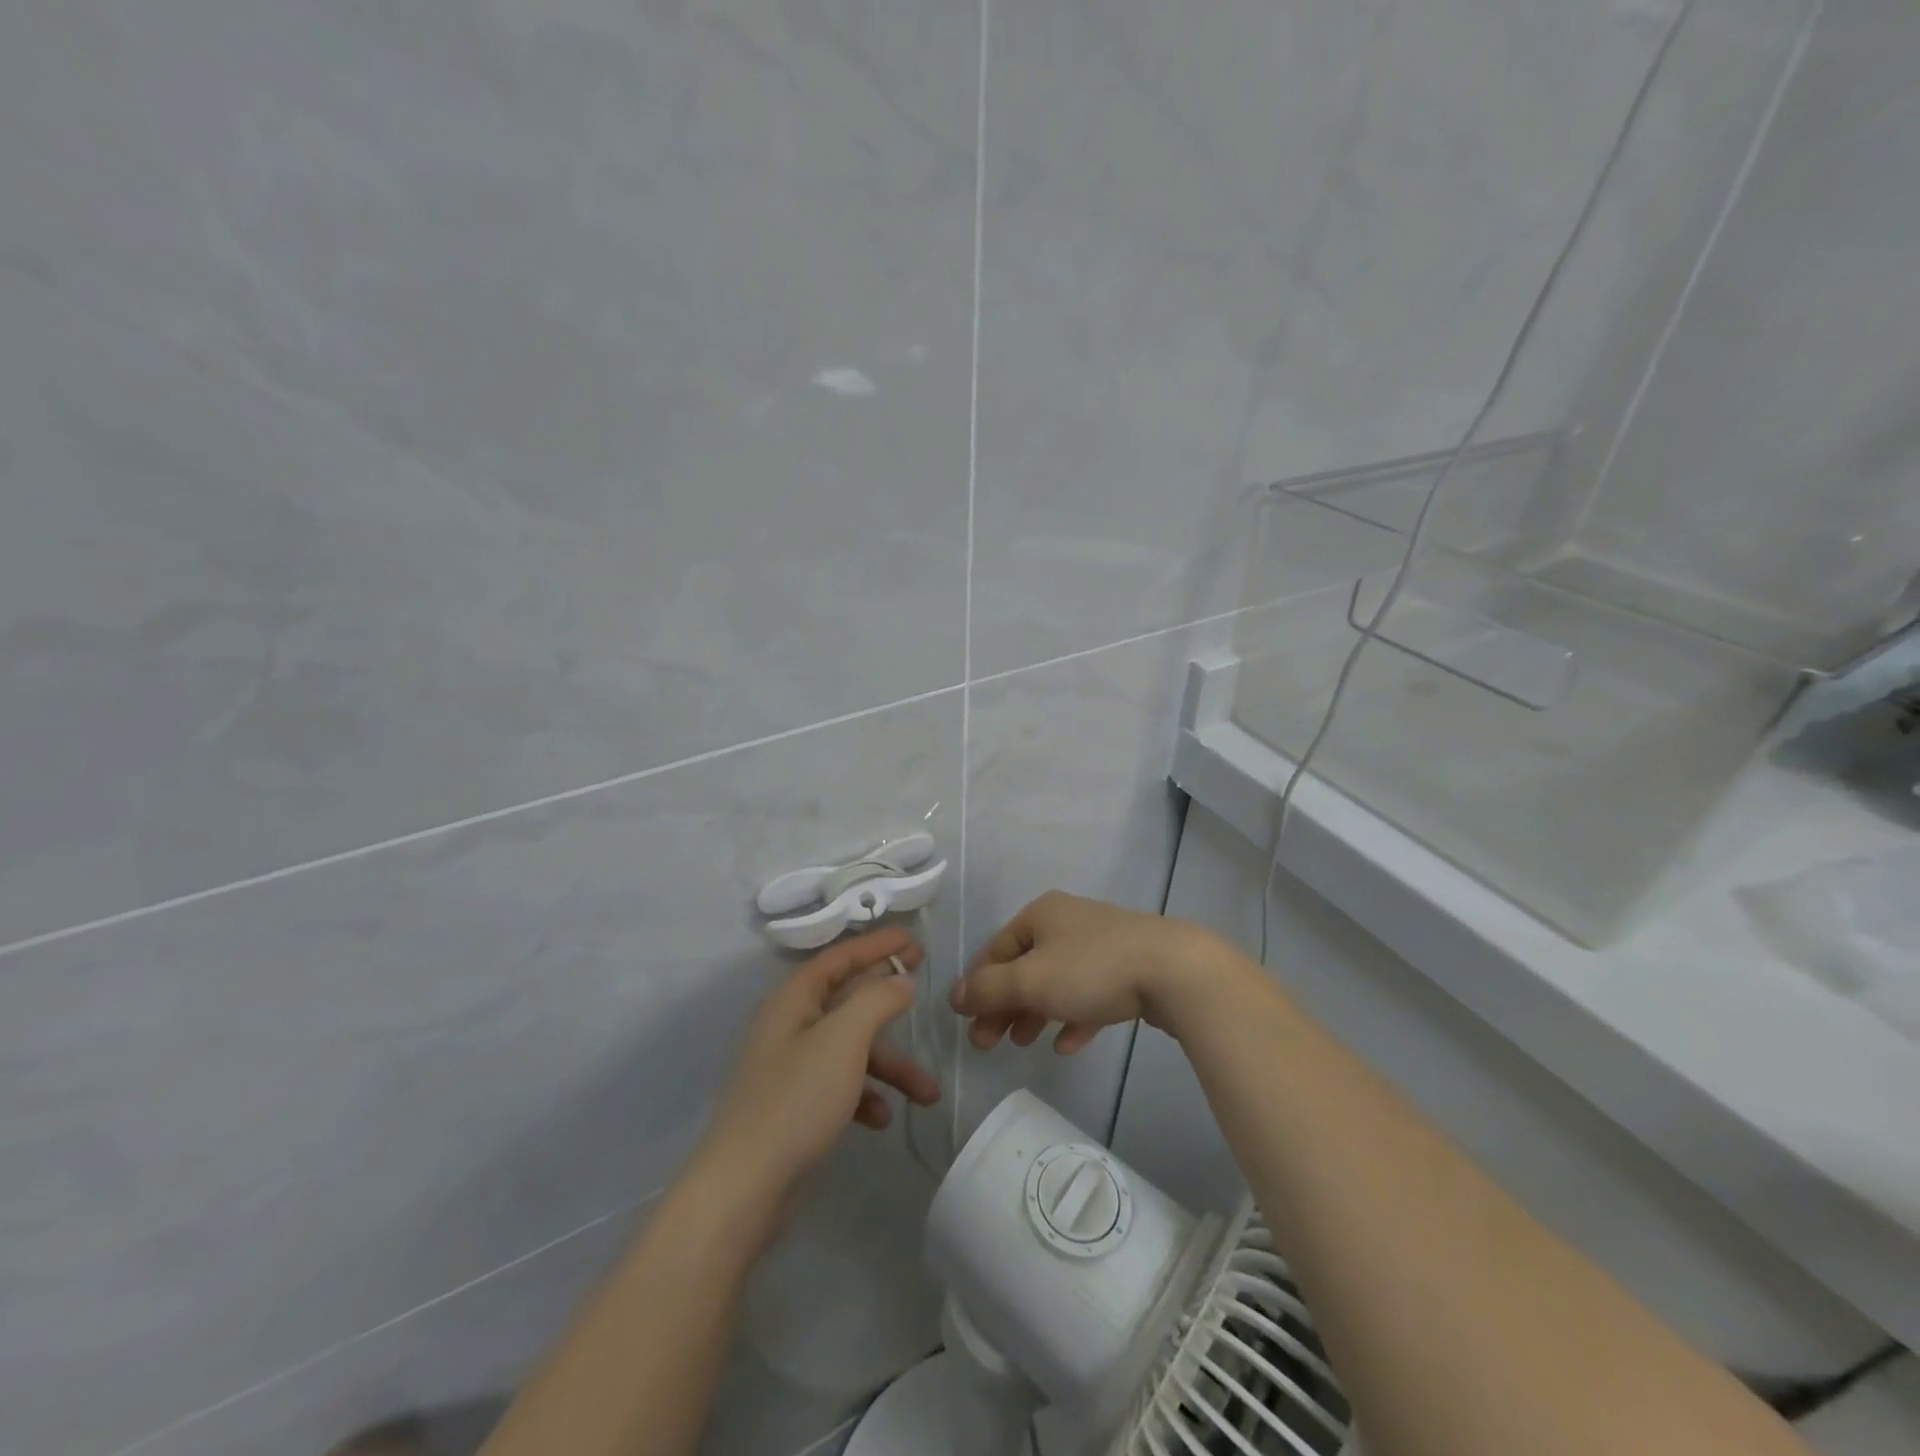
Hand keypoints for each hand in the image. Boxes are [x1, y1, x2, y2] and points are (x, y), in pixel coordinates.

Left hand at [698, 925, 939, 1211]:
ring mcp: (790, 1068)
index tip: (914, 940)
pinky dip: (865, 1095)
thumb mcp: (844, 1039)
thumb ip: (876, 1000)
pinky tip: (882, 1118)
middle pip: (846, 999)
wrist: (743, 1189)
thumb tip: (900, 979)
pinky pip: (839, 1085)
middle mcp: (789, 1026)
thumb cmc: (796, 1100)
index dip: (876, 945)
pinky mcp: (794, 1106)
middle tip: (923, 986)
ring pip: (850, 1049)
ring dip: (889, 1065)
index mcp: (793, 1000)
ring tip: (927, 1093)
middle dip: (888, 1000)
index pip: (839, 957)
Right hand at [951, 891, 1242, 1052]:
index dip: (978, 985)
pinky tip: (1066, 1045)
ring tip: (1023, 1044)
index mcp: (1041, 914)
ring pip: (1055, 981)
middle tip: (988, 1044)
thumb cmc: (1092, 969)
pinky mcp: (1128, 968)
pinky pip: (1089, 994)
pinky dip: (1072, 1017)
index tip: (968, 1022)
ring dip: (1034, 1013)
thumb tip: (954, 995)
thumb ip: (988, 989)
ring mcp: (1101, 944)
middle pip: (1024, 966)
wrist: (1174, 970)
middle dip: (1004, 1005)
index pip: (996, 949)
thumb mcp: (1031, 980)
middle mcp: (1068, 922)